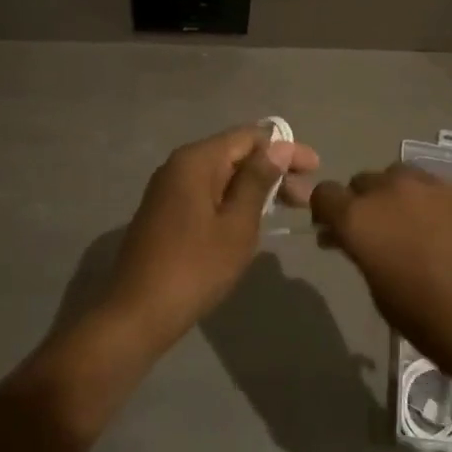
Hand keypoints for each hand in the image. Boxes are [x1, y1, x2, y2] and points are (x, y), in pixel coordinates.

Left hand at [102, 123, 319, 357]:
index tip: (315, 168)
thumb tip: (278, 147)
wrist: (136, 314)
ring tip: (289, 208)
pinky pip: (208, 193)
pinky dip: (235, 200)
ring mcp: (169, 189)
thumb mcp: (237, 224)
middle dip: (273, 170)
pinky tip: (255, 218)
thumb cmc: (194, 268)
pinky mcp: (166, 212)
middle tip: (306, 197)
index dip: (285, 148)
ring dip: (256, 187)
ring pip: (223, 175)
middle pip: (235, 154)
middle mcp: (179, 166)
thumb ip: (258, 181)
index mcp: (196, 160)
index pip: (249, 137)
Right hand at [310, 163, 451, 378]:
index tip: (333, 234)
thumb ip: (365, 257)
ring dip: (395, 197)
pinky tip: (445, 231)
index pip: (325, 195)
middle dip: (362, 204)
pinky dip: (429, 202)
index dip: (325, 213)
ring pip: (399, 178)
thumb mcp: (384, 298)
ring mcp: (432, 185)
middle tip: (374, 236)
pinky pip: (434, 187)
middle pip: (363, 182)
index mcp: (362, 218)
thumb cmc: (436, 323)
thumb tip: (357, 242)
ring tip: (410, 228)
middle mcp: (392, 190)